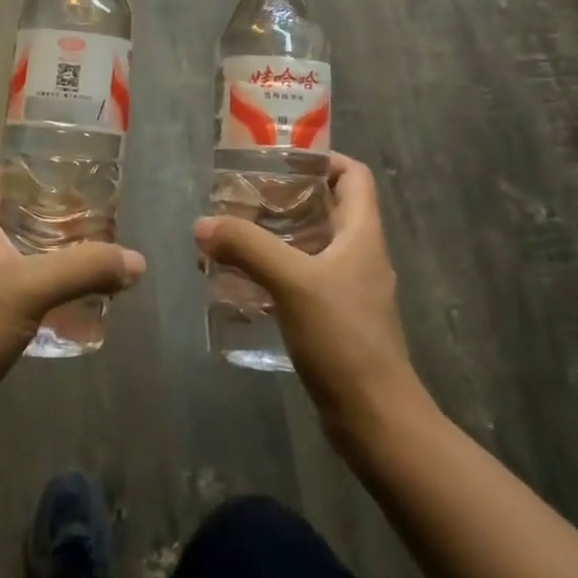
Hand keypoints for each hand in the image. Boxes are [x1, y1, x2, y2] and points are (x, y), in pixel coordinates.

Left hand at [0, 169, 145, 434]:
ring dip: (41, 253)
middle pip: (9, 213)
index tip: (76, 183)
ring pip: (7, 251)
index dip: (37, 173)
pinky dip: (29, 284)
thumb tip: (137, 261)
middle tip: (91, 225)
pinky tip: (57, 303)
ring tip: (82, 260)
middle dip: (50, 217)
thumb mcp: (32, 289)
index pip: (3, 176)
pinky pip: (1, 284)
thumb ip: (85, 269)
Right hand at [195, 152, 419, 442]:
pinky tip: (242, 281)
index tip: (281, 159)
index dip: (323, 158)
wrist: (374, 418)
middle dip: (286, 197)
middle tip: (243, 195)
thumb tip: (203, 224)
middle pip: (327, 207)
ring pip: (310, 244)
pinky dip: (275, 271)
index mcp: (362, 233)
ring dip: (276, 235)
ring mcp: (348, 288)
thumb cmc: (344, 338)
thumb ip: (248, 247)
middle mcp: (358, 254)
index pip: (354, 175)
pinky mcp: (334, 318)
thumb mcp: (292, 282)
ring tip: (233, 234)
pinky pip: (302, 278)